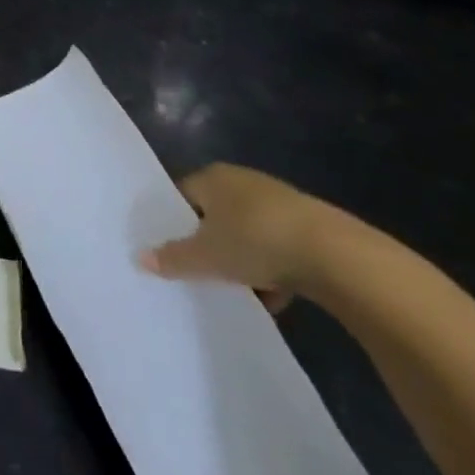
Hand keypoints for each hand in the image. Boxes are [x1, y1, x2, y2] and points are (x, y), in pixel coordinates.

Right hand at [136, 163, 352, 312]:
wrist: (334, 254)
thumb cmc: (255, 241)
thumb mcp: (206, 256)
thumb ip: (172, 258)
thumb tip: (140, 258)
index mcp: (212, 177)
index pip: (182, 195)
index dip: (174, 223)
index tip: (170, 251)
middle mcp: (242, 180)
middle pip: (215, 214)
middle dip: (209, 244)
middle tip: (200, 273)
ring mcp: (278, 201)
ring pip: (247, 233)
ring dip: (242, 261)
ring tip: (238, 291)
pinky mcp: (308, 225)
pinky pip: (277, 246)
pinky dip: (272, 269)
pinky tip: (274, 297)